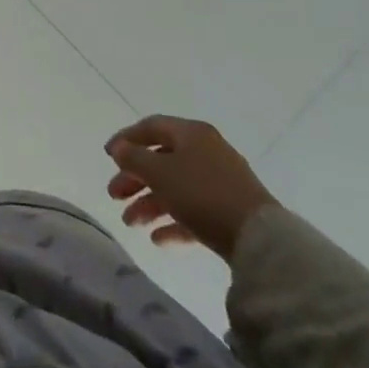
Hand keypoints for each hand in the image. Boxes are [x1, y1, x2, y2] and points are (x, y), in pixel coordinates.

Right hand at [105, 116, 279, 261]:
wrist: (261, 240)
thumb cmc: (202, 193)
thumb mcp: (159, 172)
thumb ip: (133, 157)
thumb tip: (120, 148)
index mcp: (192, 134)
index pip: (151, 127)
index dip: (126, 139)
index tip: (107, 156)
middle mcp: (207, 152)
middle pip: (162, 160)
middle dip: (135, 179)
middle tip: (114, 195)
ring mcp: (221, 184)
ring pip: (176, 188)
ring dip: (150, 204)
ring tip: (131, 224)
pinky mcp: (231, 213)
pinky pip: (195, 212)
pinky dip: (174, 222)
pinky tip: (158, 239)